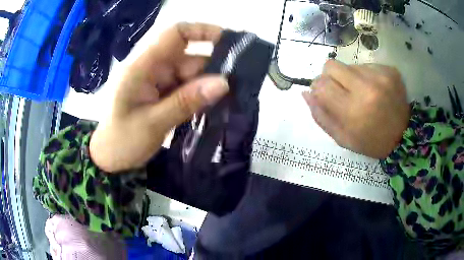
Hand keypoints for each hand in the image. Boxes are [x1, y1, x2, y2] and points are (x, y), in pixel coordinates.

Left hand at [90, 23, 228, 171]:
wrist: (109, 157)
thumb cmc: (122, 141)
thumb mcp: (153, 124)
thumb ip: (186, 102)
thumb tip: (224, 83)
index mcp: (141, 66)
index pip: (174, 34)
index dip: (201, 30)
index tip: (229, 42)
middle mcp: (150, 66)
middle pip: (187, 57)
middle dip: (210, 69)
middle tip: (235, 88)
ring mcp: (155, 79)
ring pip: (189, 73)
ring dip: (205, 86)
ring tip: (226, 102)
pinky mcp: (160, 91)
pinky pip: (184, 86)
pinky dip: (197, 95)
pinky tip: (209, 107)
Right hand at [303, 60, 409, 158]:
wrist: (403, 136)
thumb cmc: (370, 141)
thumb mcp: (342, 138)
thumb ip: (321, 116)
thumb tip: (305, 93)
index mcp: (353, 111)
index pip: (321, 85)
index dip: (318, 88)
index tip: (324, 95)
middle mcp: (367, 88)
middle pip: (331, 65)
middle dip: (330, 77)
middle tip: (342, 91)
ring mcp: (381, 76)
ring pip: (349, 65)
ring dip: (350, 77)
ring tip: (362, 93)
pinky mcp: (390, 70)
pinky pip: (366, 65)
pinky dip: (365, 76)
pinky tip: (374, 89)